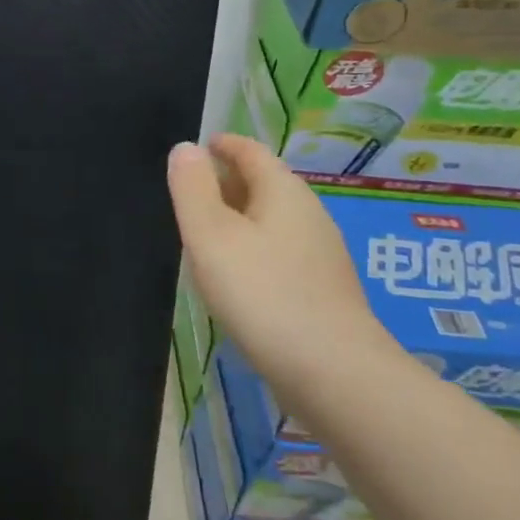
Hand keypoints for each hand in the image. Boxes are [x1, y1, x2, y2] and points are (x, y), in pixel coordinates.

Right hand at [167, 134, 387, 379]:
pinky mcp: (322, 291)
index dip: (222, 145)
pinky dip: (252, 248)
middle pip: (263, 183)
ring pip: (271, 220)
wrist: (334, 374)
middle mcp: (308, 214)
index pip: (250, 151)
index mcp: (283, 191)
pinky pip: (279, 252)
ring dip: (238, 218)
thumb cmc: (263, 293)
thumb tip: (185, 148)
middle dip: (227, 181)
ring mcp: (320, 255)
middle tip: (188, 192)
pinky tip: (234, 276)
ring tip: (203, 233)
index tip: (196, 149)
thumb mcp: (210, 235)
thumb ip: (192, 188)